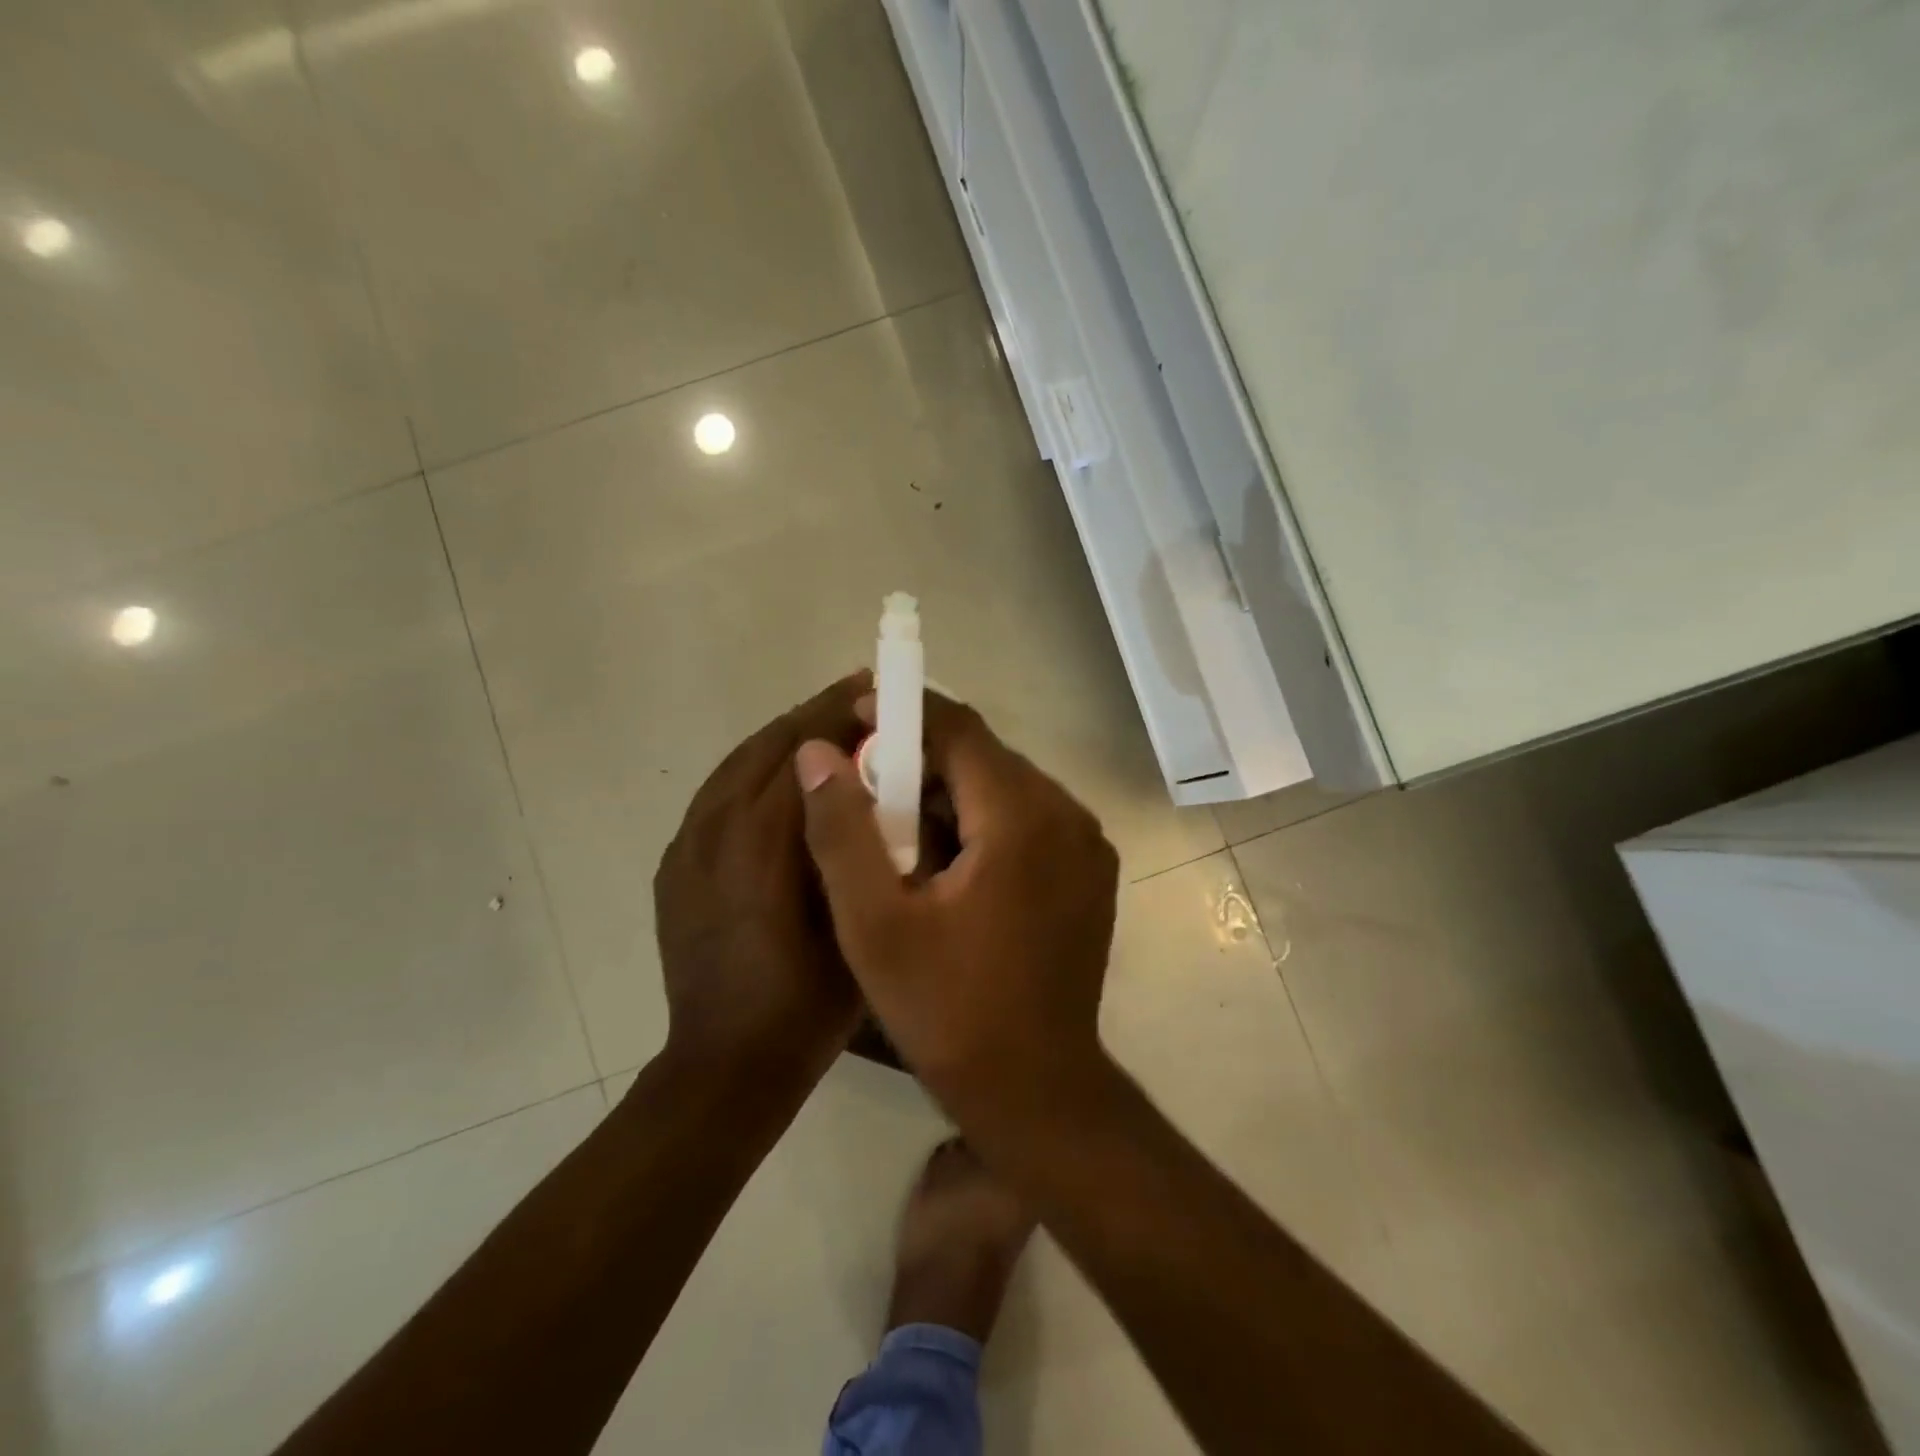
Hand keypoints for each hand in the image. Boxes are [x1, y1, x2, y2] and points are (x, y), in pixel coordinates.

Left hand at [654, 673, 870, 1077]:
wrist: (725, 1064)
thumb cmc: (806, 1002)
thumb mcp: (854, 921)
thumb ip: (858, 846)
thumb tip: (872, 785)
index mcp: (760, 842)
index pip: (803, 752)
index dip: (840, 714)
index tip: (874, 689)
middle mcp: (714, 829)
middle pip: (766, 747)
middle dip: (814, 716)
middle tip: (857, 698)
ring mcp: (686, 846)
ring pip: (736, 765)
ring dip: (783, 739)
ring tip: (826, 731)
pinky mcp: (676, 864)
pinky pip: (717, 796)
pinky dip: (754, 772)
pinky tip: (783, 782)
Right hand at [793, 694, 1119, 1117]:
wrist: (1035, 1091)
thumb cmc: (947, 1011)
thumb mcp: (874, 923)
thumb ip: (842, 830)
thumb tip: (817, 752)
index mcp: (1023, 818)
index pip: (961, 730)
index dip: (905, 713)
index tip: (856, 714)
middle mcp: (1068, 816)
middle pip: (986, 757)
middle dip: (922, 758)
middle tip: (865, 780)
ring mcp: (1087, 846)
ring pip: (1007, 788)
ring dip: (951, 791)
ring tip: (896, 824)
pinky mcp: (1090, 873)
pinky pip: (1029, 820)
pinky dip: (983, 821)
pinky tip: (946, 859)